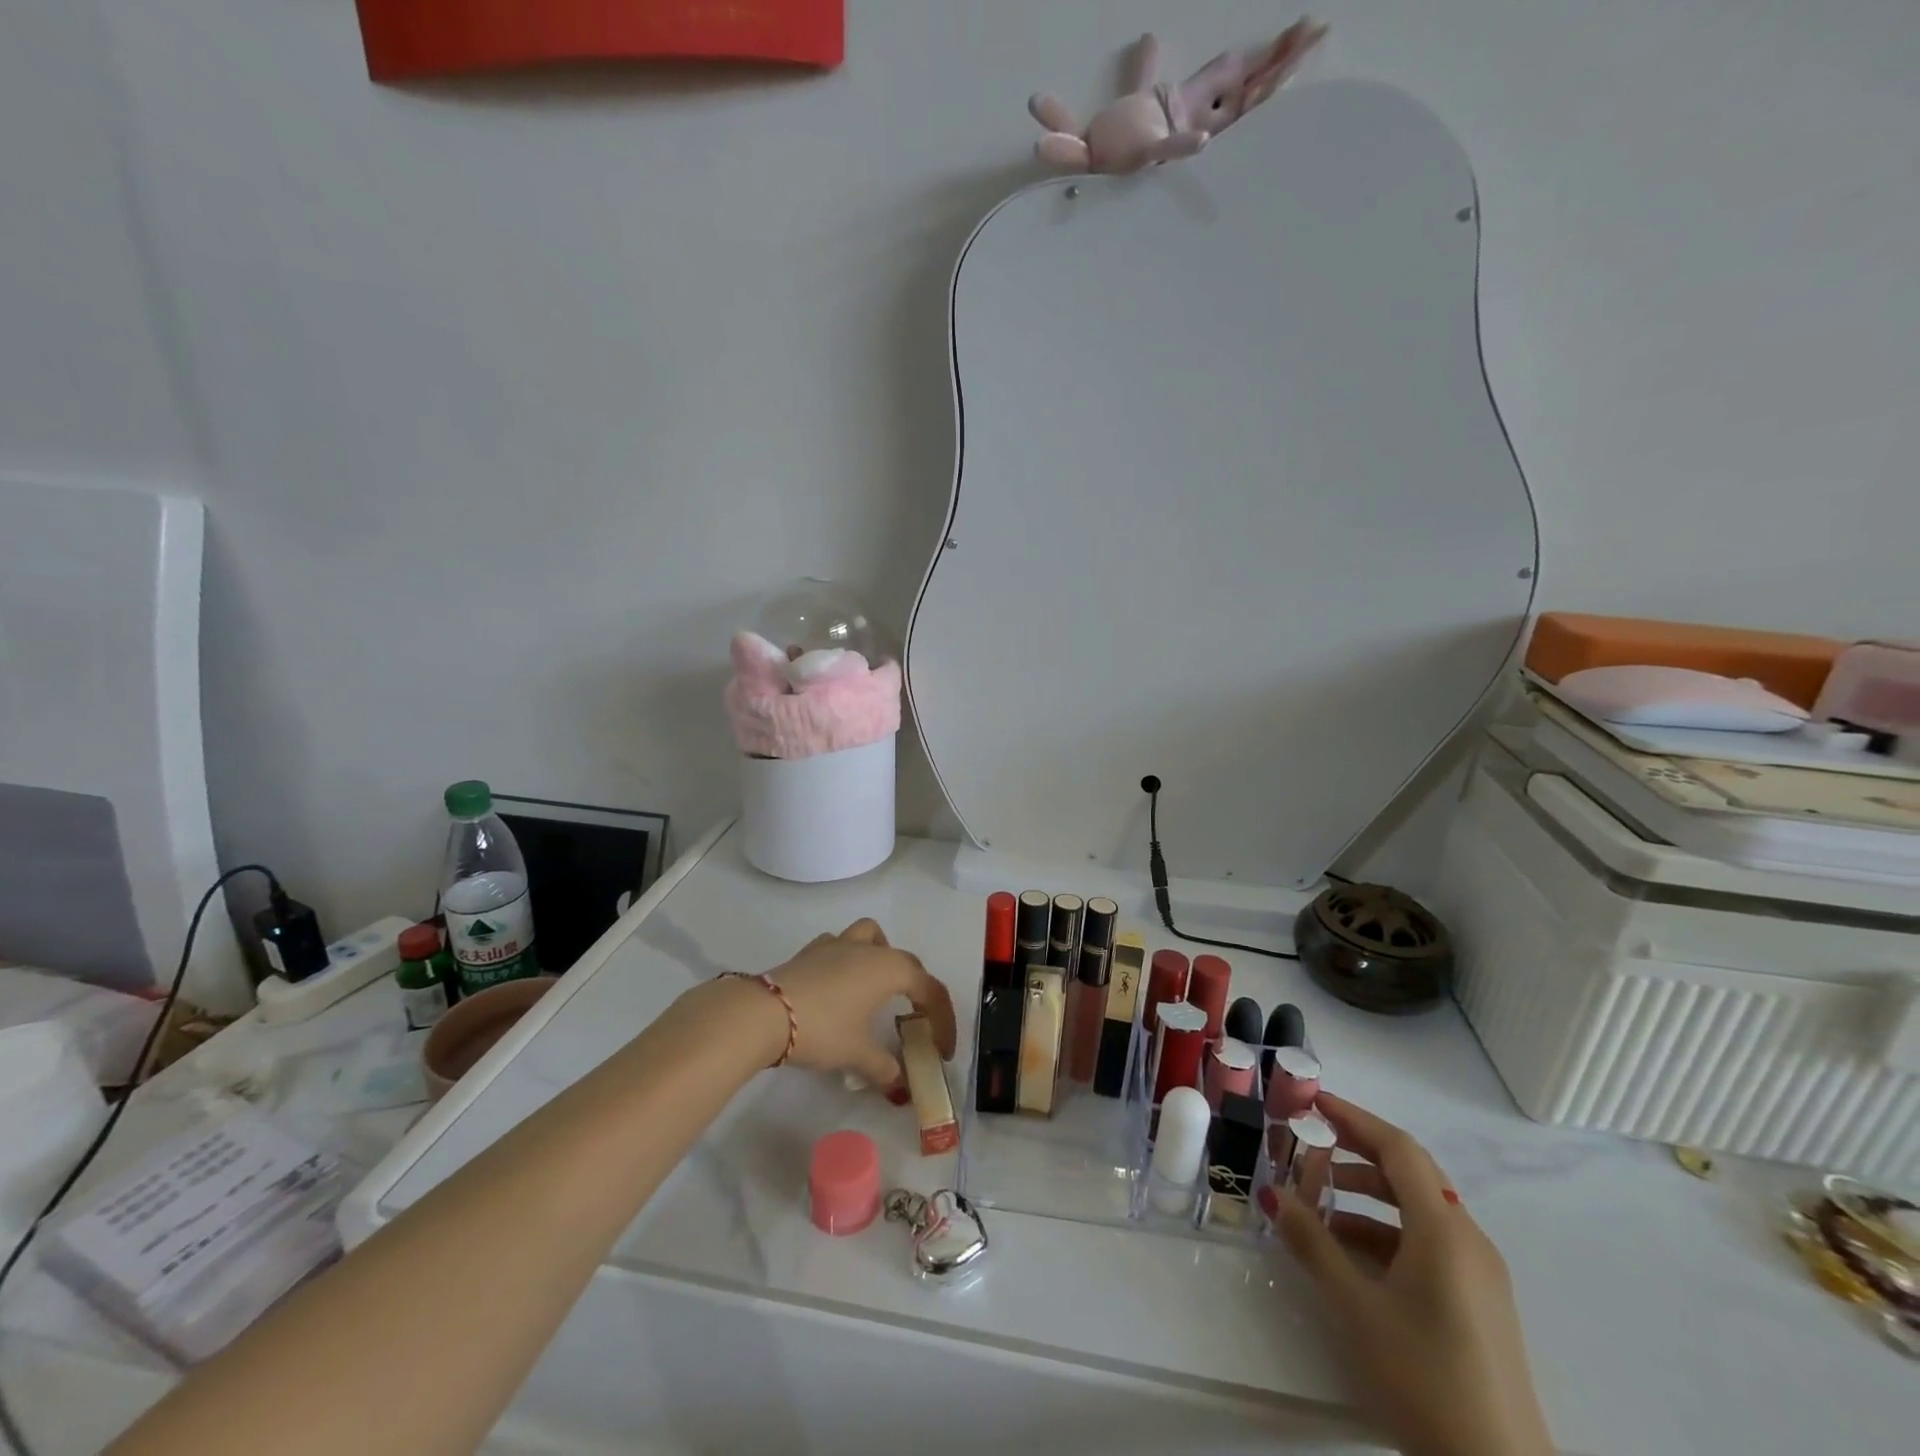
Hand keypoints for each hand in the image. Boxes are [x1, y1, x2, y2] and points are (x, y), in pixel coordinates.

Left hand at [767, 919, 956, 1090]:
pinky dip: (848, 961)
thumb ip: (884, 1068)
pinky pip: (839, 946)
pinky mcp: (810, 951)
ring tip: (877, 987)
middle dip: (917, 988)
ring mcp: (837, 945)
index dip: (943, 1020)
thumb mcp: (857, 1054)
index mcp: (889, 969)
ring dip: (881, 956)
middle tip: (915, 1020)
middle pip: (905, 960)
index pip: (930, 989)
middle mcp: (868, 949)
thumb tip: (899, 1085)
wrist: (764, 1013)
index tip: (942, 1051)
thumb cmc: (822, 1029)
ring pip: (871, 936)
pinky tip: (839, 986)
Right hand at [1262, 1095, 1554, 1455]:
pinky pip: (1428, 1241)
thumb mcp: (1357, 1306)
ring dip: (1367, 1194)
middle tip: (1310, 1141)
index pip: (1398, 1149)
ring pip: (1418, 1208)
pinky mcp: (1479, 1301)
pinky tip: (1351, 1252)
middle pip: (1410, 1172)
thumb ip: (1313, 1243)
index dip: (1354, 1118)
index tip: (1314, 1101)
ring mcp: (1479, 1273)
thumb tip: (1272, 1195)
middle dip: (1357, 1150)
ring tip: (1319, 1201)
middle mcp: (1468, 1239)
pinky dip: (1386, 1229)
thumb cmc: (1425, 1376)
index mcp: (1444, 1229)